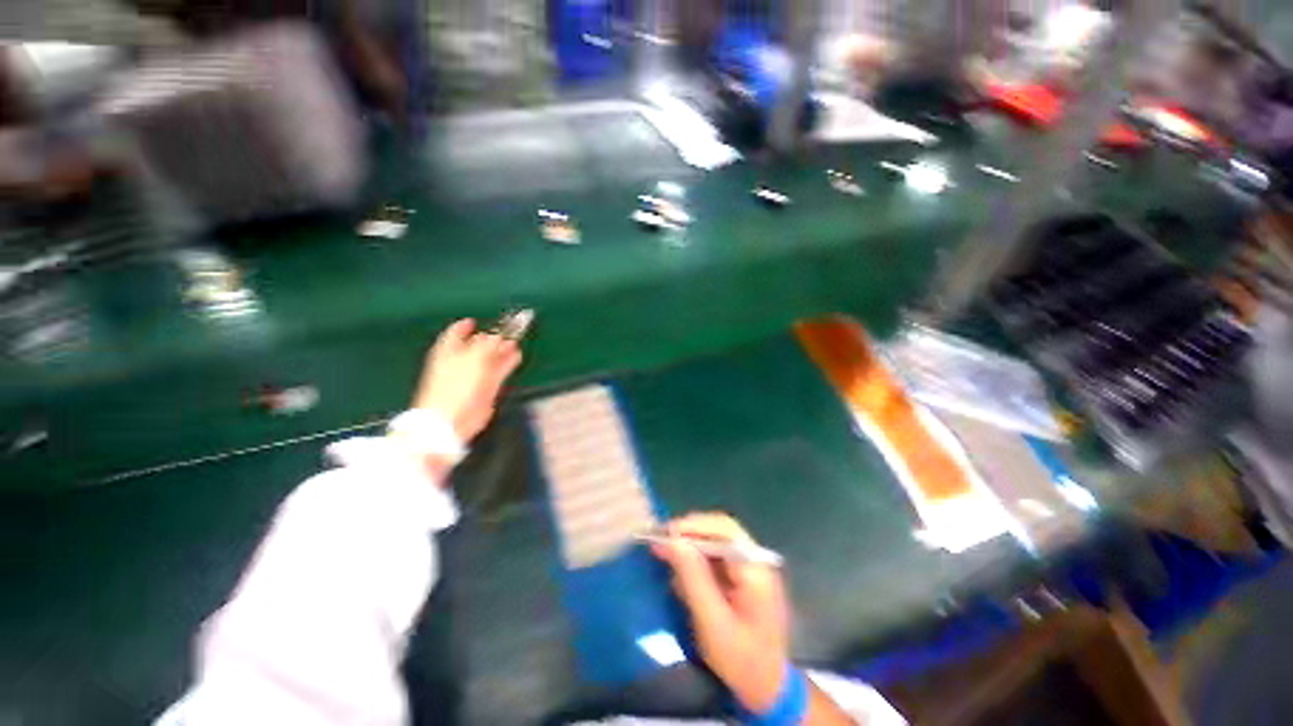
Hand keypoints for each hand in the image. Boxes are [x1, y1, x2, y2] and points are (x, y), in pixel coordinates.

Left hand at [412, 319, 522, 442]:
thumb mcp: (474, 359)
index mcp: (449, 351)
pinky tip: (517, 356)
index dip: (466, 326)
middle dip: (492, 338)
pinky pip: (499, 371)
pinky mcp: (485, 388)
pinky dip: (507, 363)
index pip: (457, 333)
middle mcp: (461, 361)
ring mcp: (473, 375)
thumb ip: (489, 345)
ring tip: (516, 342)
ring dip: (503, 350)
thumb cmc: (457, 386)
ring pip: (491, 358)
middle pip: (477, 345)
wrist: (451, 421)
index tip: (476, 321)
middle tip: (508, 330)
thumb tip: (498, 335)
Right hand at [651, 513, 790, 713]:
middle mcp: (756, 559)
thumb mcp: (712, 622)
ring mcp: (751, 566)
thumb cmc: (741, 659)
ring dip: (691, 544)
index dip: (693, 526)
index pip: (723, 530)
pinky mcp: (743, 576)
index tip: (664, 534)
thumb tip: (673, 541)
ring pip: (717, 540)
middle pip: (720, 529)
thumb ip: (693, 578)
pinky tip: (682, 574)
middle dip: (690, 532)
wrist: (768, 687)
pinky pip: (717, 556)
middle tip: (661, 542)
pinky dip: (697, 559)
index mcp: (755, 568)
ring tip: (666, 554)